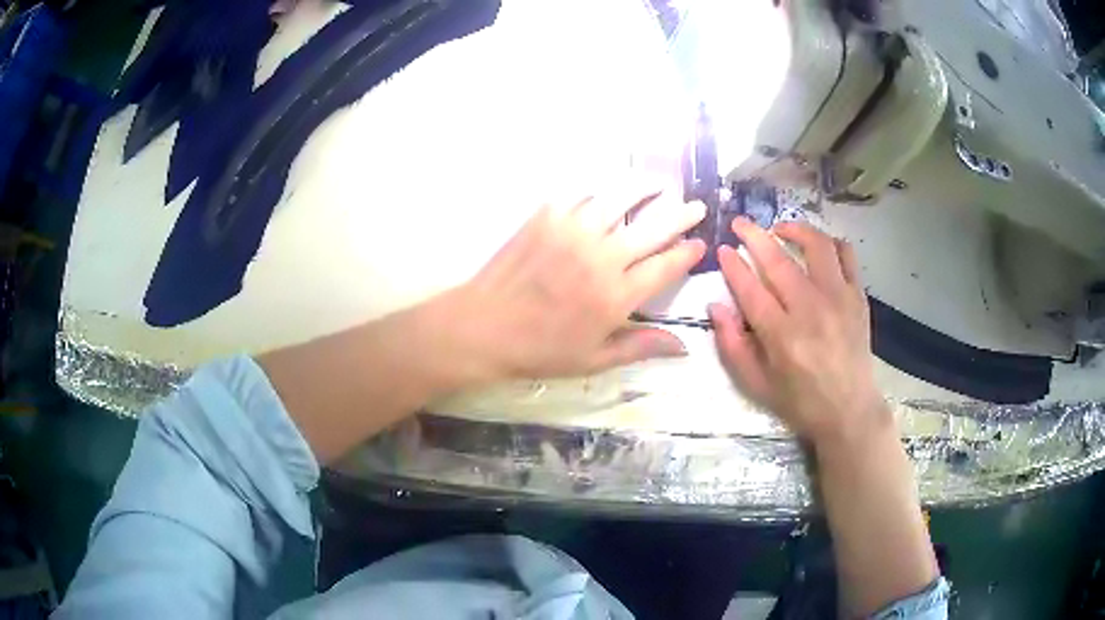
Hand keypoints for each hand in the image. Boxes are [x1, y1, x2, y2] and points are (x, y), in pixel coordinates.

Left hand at [427, 186, 705, 386]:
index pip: (666, 266)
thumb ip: (641, 347)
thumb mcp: (594, 359)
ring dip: (646, 189)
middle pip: (653, 227)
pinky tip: (608, 193)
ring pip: (620, 198)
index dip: (687, 252)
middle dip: (681, 213)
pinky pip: (582, 194)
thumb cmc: (539, 349)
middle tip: (696, 205)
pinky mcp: (547, 216)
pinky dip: (600, 191)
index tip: (700, 243)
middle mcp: (602, 257)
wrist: (483, 326)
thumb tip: (684, 346)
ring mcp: (574, 231)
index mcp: (617, 296)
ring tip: (660, 184)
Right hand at [709, 218, 888, 448]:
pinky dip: (830, 243)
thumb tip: (716, 305)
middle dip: (753, 236)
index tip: (722, 248)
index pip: (750, 288)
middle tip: (740, 223)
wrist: (849, 410)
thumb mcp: (756, 384)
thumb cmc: (799, 401)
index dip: (732, 264)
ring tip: (780, 230)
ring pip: (816, 246)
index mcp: (782, 336)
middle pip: (778, 260)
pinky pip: (846, 255)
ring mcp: (838, 299)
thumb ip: (732, 345)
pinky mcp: (857, 296)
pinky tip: (818, 247)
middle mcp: (810, 310)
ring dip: (794, 230)